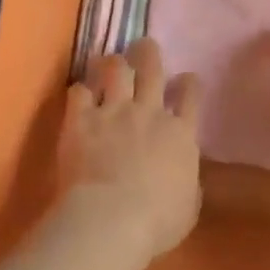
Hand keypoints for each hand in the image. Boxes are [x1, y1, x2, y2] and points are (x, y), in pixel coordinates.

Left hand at [57, 37, 203, 265]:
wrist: (111, 221)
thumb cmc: (156, 223)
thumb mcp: (188, 207)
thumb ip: (188, 182)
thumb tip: (185, 173)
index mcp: (180, 133)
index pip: (191, 94)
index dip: (189, 83)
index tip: (186, 79)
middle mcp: (149, 111)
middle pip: (152, 67)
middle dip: (148, 52)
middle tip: (144, 46)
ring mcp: (114, 111)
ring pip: (116, 68)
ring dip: (113, 62)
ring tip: (109, 61)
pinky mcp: (82, 119)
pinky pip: (78, 92)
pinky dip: (79, 92)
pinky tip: (79, 95)